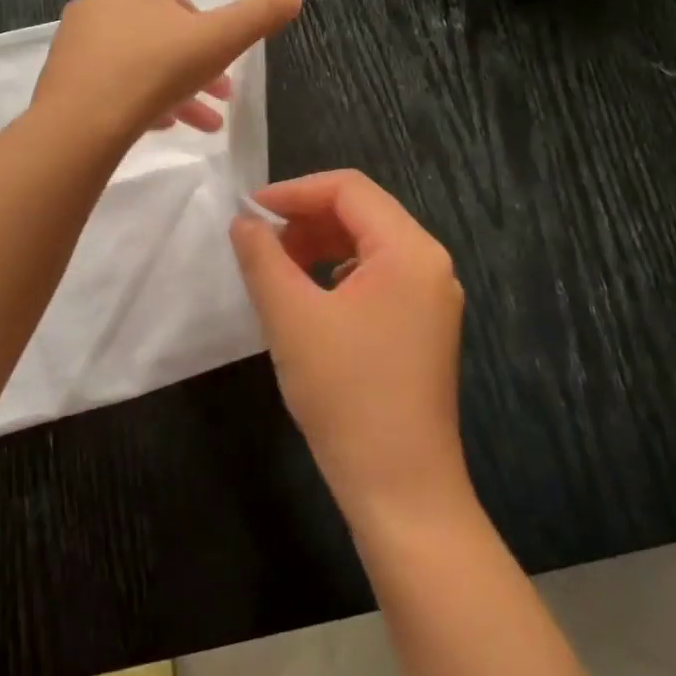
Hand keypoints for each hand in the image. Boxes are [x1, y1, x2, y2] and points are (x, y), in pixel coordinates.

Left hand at [34, 0, 301, 140]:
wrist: (82, 121)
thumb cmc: (156, 69)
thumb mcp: (219, 40)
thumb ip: (257, 16)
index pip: (181, 5)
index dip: (210, 37)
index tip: (225, 68)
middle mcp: (96, 4)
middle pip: (160, 37)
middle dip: (196, 70)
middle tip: (220, 100)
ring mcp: (75, 42)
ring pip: (137, 64)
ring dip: (173, 91)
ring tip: (201, 125)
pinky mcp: (62, 78)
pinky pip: (110, 84)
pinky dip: (139, 101)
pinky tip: (160, 127)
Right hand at [230, 171, 467, 520]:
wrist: (400, 487)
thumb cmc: (345, 393)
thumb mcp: (291, 317)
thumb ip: (263, 258)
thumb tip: (244, 222)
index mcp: (409, 251)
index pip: (349, 189)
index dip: (294, 191)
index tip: (249, 211)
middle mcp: (430, 265)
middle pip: (363, 213)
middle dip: (306, 218)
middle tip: (260, 243)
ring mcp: (431, 298)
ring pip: (369, 246)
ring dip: (319, 245)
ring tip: (279, 269)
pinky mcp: (423, 327)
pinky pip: (377, 277)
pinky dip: (337, 273)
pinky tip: (310, 299)